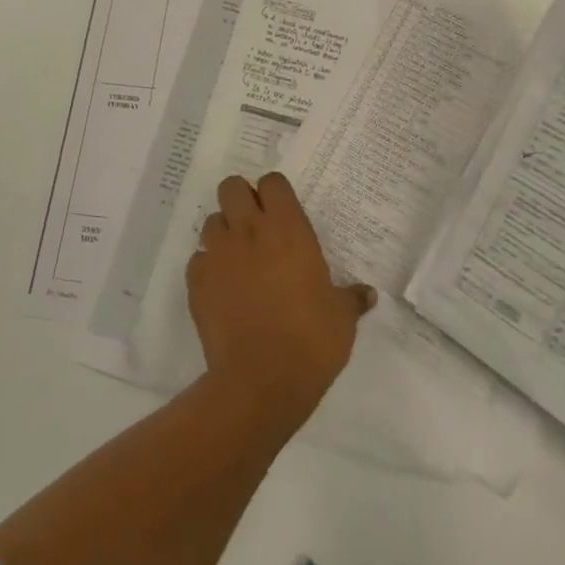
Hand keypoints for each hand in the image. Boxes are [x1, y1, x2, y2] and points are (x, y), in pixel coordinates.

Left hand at [187, 173, 374, 437]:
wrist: (260, 381)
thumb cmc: (310, 340)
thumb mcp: (342, 318)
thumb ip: (352, 298)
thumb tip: (368, 295)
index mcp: (287, 229)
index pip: (273, 182)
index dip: (275, 193)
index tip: (282, 213)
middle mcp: (249, 230)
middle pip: (232, 187)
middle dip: (241, 199)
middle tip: (255, 226)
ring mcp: (218, 254)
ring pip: (212, 221)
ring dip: (223, 233)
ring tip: (237, 259)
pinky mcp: (196, 282)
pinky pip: (198, 260)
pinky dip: (207, 269)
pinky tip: (221, 290)